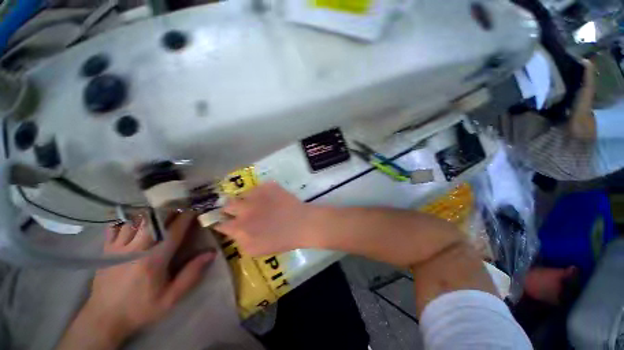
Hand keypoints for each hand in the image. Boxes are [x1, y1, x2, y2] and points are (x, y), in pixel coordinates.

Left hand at [57, 213, 214, 349]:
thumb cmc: (141, 308)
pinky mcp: (107, 249)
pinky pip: (116, 226)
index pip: (174, 230)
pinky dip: (128, 219)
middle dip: (170, 210)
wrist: (105, 318)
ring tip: (161, 212)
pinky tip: (136, 220)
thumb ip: (191, 274)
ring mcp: (118, 247)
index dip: (186, 217)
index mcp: (154, 259)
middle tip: (181, 208)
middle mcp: (136, 248)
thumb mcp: (171, 298)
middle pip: (154, 219)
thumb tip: (211, 253)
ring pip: (136, 219)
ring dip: (151, 213)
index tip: (195, 210)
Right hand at [215, 182, 311, 255]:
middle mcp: (244, 208)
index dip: (221, 223)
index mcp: (240, 226)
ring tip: (259, 203)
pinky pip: (259, 187)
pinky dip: (261, 192)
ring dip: (247, 200)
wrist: (302, 223)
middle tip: (241, 211)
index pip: (220, 223)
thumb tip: (234, 231)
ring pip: (244, 194)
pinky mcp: (268, 186)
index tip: (225, 222)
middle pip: (228, 204)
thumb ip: (239, 241)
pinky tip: (270, 198)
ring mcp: (257, 194)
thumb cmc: (281, 240)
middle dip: (231, 208)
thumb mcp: (255, 250)